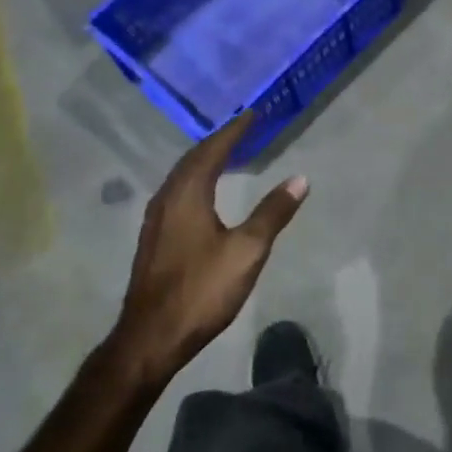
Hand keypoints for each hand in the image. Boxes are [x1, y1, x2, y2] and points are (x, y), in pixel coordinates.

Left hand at [112, 113, 308, 385]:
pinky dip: (194, 180)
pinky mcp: (153, 239)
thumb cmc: (201, 290)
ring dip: (203, 160)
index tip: (253, 114)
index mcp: (188, 195)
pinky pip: (176, 193)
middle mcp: (167, 199)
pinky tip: (203, 194)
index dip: (234, 131)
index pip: (213, 150)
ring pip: (181, 177)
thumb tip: (300, 179)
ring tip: (225, 154)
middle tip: (242, 129)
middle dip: (218, 141)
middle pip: (192, 159)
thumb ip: (273, 212)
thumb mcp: (247, 251)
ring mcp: (155, 220)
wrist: (151, 337)